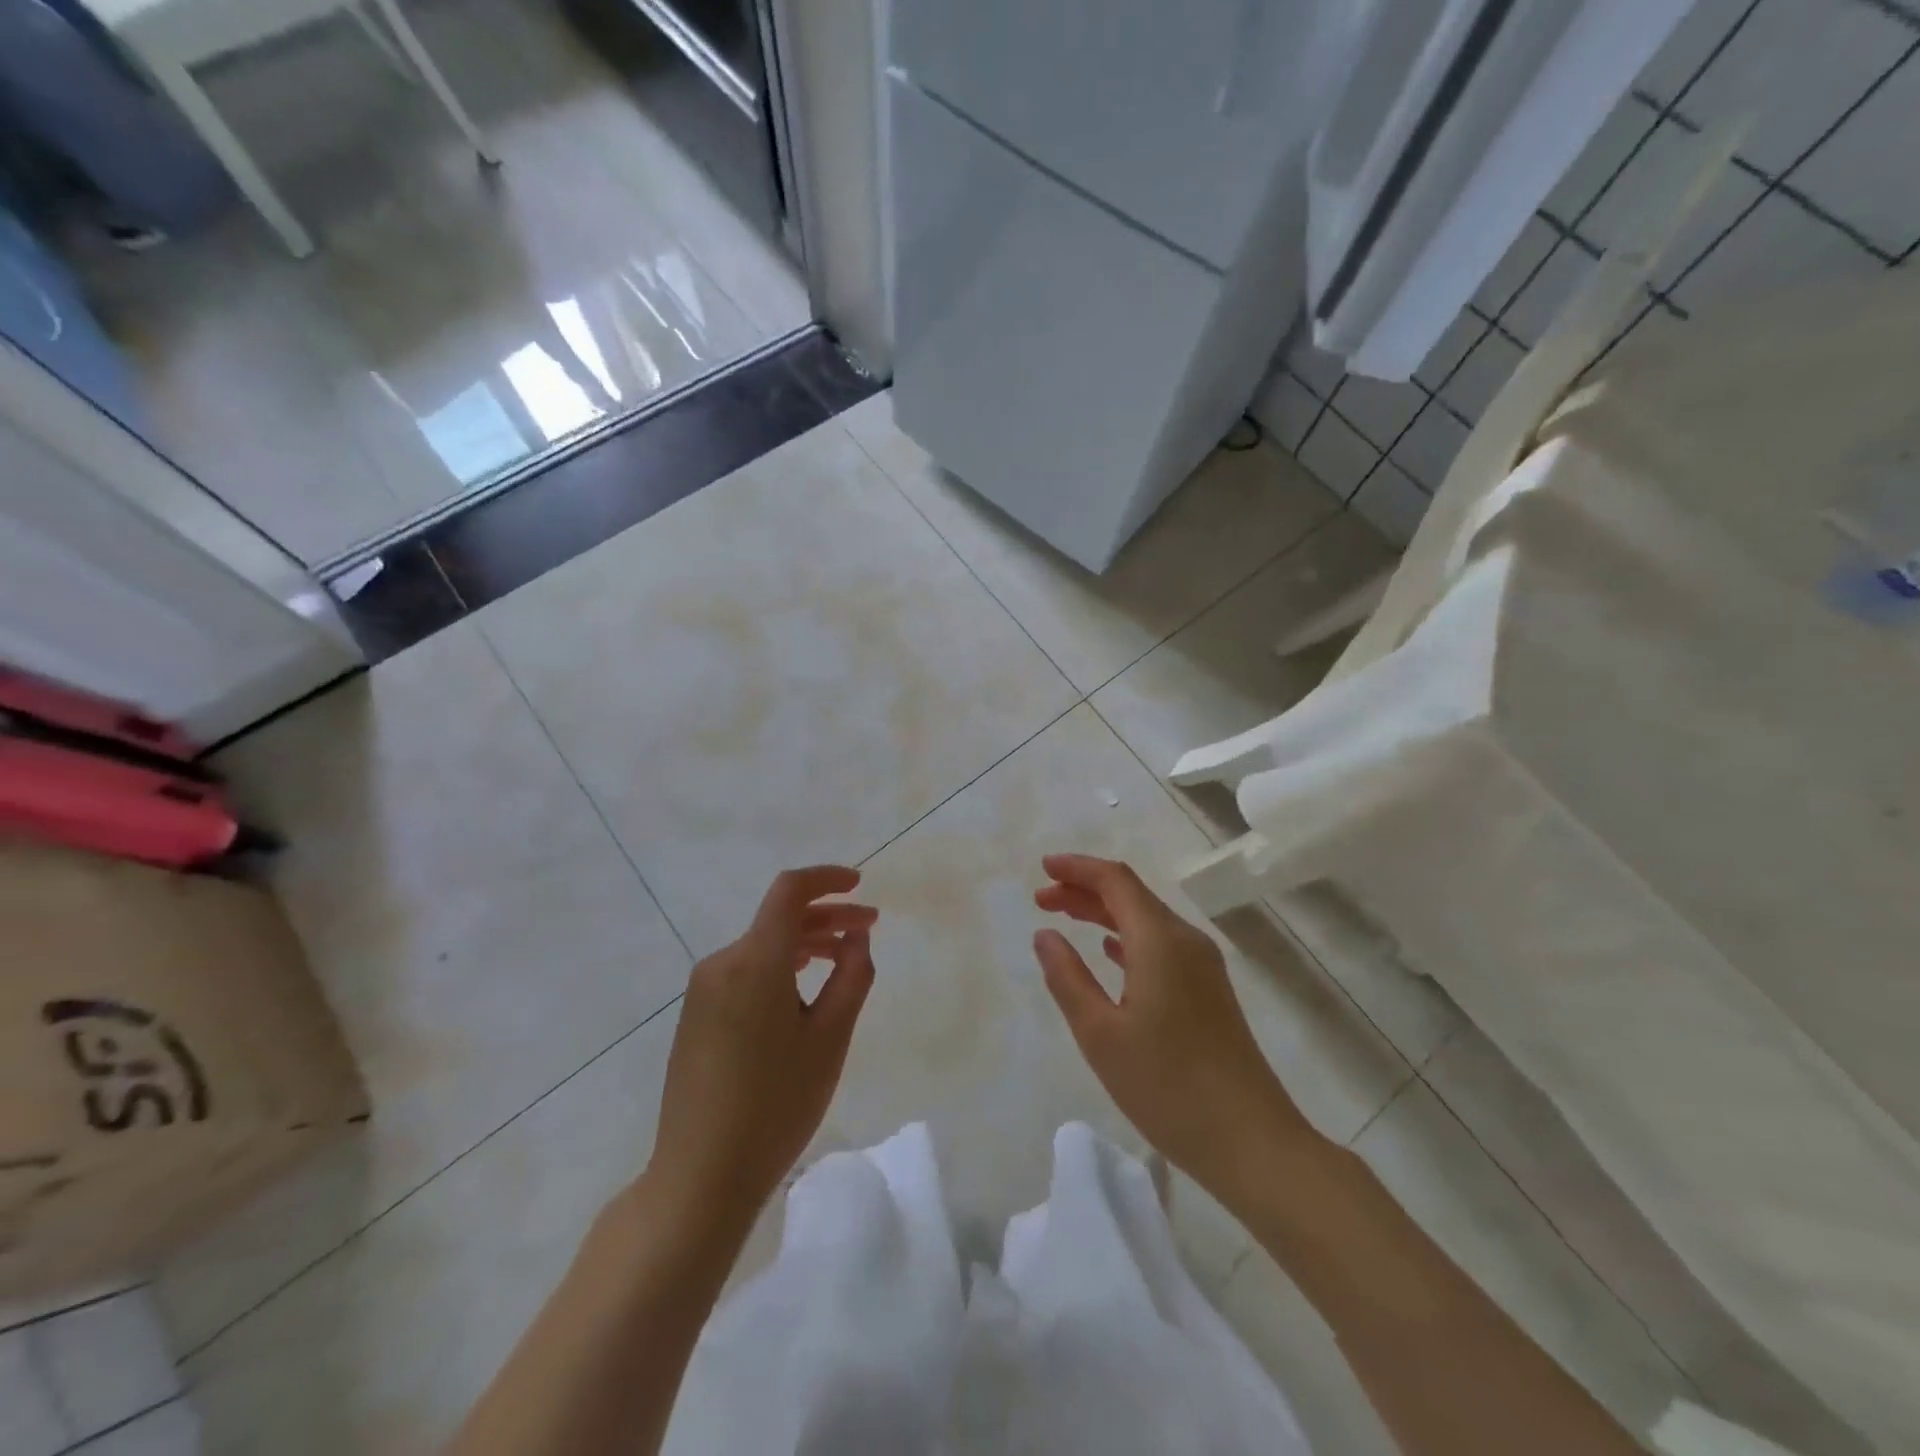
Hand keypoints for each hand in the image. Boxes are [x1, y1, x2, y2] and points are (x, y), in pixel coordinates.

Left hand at [647, 867, 876, 1230]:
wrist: (700, 1176)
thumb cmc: (776, 1105)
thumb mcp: (830, 1039)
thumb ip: (851, 977)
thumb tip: (855, 937)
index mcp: (754, 961)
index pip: (789, 891)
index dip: (826, 879)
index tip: (859, 885)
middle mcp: (722, 963)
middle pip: (779, 919)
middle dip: (827, 917)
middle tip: (869, 930)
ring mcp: (703, 990)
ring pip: (762, 946)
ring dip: (805, 943)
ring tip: (843, 960)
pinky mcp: (696, 1015)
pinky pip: (744, 971)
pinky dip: (780, 967)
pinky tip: (803, 990)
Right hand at [1033, 853, 1310, 1197]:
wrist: (1252, 1142)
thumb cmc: (1167, 1087)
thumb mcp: (1100, 1035)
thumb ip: (1067, 978)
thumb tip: (1044, 935)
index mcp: (1160, 941)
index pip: (1115, 880)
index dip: (1077, 868)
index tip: (1042, 869)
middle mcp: (1185, 941)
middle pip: (1131, 896)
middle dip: (1084, 889)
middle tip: (1042, 899)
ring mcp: (1202, 966)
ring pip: (1146, 920)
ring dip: (1103, 913)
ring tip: (1064, 918)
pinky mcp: (1209, 991)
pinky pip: (1160, 945)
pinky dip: (1126, 938)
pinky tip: (1108, 953)